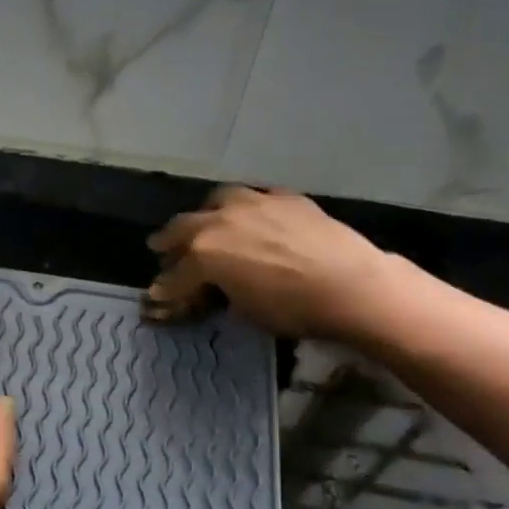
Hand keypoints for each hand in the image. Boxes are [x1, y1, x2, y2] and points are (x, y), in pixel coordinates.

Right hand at [145, 187, 398, 339]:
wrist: (351, 286)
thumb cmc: (292, 308)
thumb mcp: (244, 312)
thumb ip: (220, 295)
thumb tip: (213, 292)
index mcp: (204, 253)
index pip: (174, 274)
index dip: (165, 288)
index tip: (157, 296)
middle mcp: (220, 221)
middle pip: (183, 227)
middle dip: (168, 241)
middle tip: (161, 248)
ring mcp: (254, 203)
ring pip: (217, 200)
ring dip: (205, 214)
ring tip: (206, 223)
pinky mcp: (286, 198)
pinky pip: (256, 197)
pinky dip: (247, 208)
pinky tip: (253, 217)